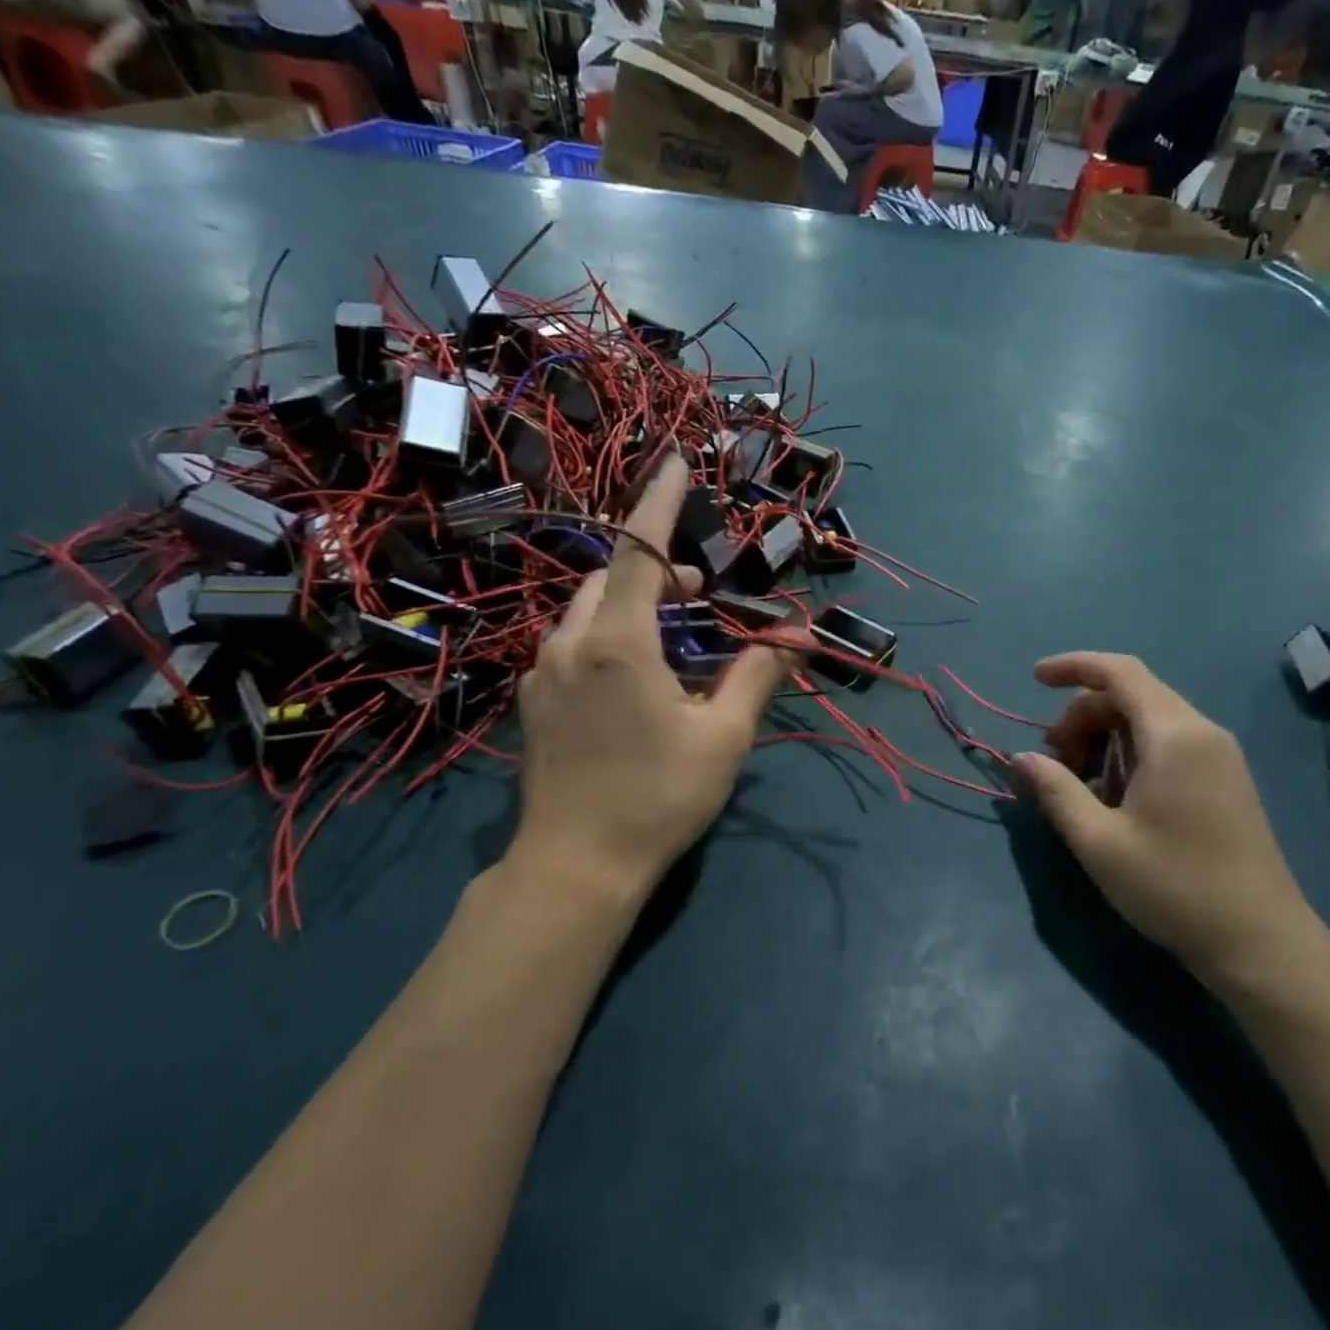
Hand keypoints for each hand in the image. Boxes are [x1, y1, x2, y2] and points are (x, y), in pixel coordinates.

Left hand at [506, 456, 789, 908]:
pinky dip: (608, 636)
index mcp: (618, 643)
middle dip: (659, 570)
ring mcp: (544, 673)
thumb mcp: (722, 737)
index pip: (639, 550)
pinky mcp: (534, 702)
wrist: (575, 867)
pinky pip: (573, 644)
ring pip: (588, 611)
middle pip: (612, 577)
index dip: (660, 502)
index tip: (676, 462)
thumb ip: (756, 678)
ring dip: (632, 604)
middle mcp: (570, 644)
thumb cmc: (657, 798)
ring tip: (674, 636)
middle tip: (702, 595)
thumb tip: (794, 640)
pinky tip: (634, 677)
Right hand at [1013, 652, 1329, 992]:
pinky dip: (1129, 753)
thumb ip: (1056, 791)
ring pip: (1147, 719)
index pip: (1119, 672)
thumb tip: (1021, 758)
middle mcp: (1201, 732)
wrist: (1261, 942)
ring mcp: (1218, 755)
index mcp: (1174, 735)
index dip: (1072, 666)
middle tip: (1053, 761)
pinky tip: (1113, 796)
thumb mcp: (1100, 842)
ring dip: (1103, 736)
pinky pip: (1166, 743)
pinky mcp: (1224, 779)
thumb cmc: (1175, 887)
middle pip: (1129, 695)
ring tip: (1078, 783)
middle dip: (1081, 715)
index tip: (1033, 679)